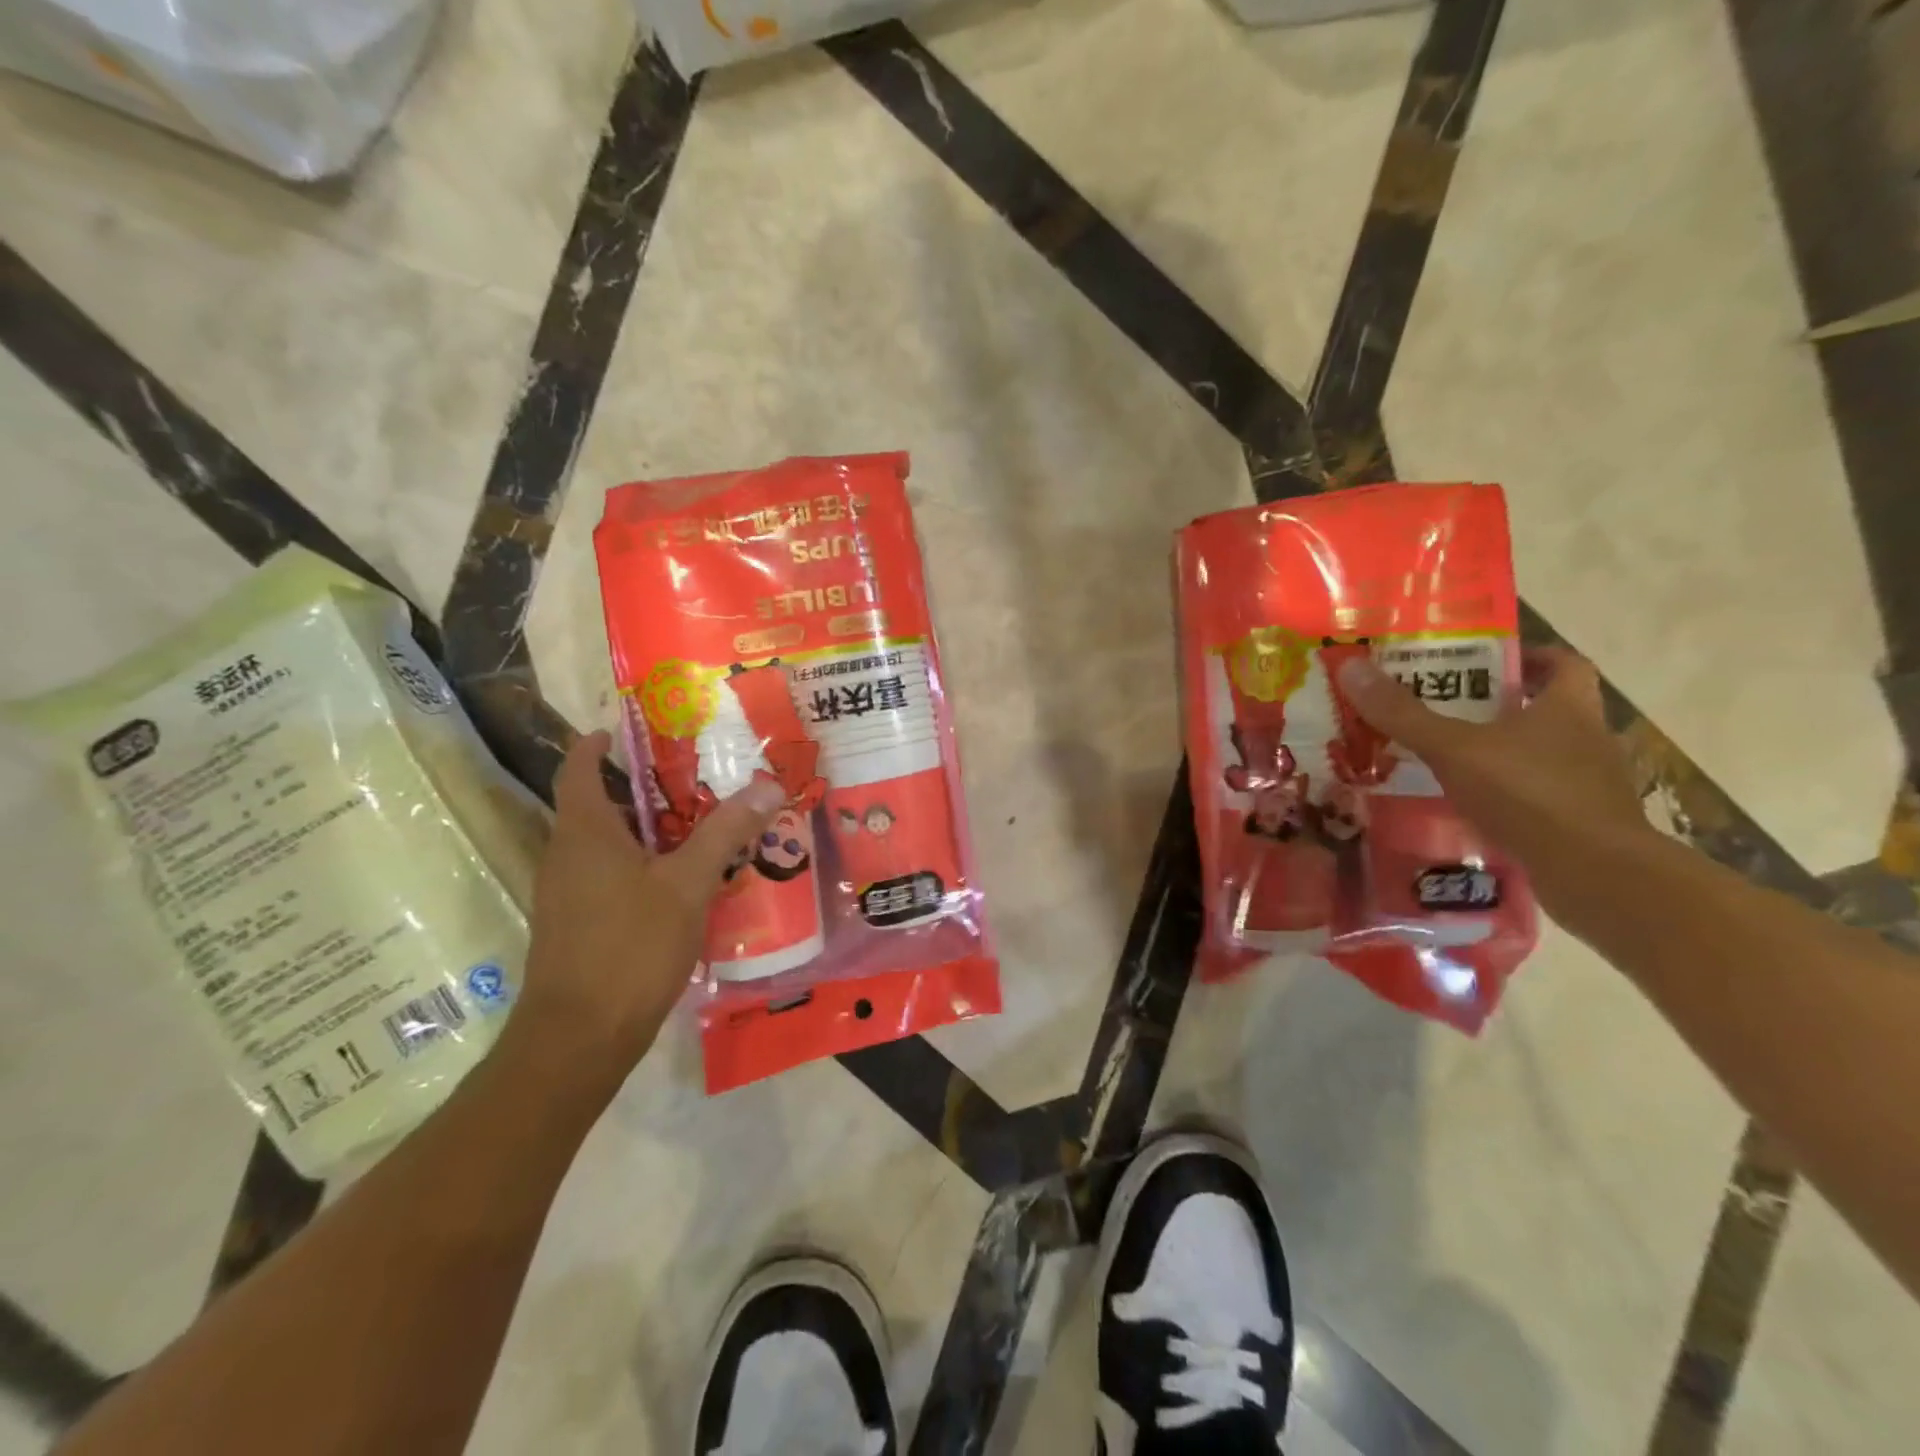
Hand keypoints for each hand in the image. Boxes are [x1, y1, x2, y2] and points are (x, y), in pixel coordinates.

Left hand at [511, 731, 783, 1089]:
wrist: (579, 1037)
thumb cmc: (629, 947)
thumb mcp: (687, 884)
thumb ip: (725, 833)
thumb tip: (767, 785)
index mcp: (585, 833)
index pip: (579, 770)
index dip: (596, 745)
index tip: (622, 731)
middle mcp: (565, 855)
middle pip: (596, 806)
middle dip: (639, 790)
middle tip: (690, 781)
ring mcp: (565, 894)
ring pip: (603, 845)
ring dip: (643, 831)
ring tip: (696, 829)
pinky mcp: (574, 926)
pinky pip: (606, 877)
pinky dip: (638, 866)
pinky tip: (679, 885)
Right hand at [1335, 647, 1655, 924]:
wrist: (1595, 874)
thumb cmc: (1529, 793)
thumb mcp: (1454, 748)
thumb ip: (1403, 714)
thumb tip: (1351, 666)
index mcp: (1568, 707)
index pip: (1562, 663)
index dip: (1528, 656)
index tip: (1486, 661)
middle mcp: (1587, 738)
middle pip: (1547, 709)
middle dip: (1500, 707)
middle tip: (1445, 709)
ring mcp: (1590, 784)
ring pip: (1541, 755)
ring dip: (1501, 754)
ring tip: (1447, 761)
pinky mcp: (1583, 824)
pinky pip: (1538, 797)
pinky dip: (1507, 797)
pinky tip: (1469, 808)